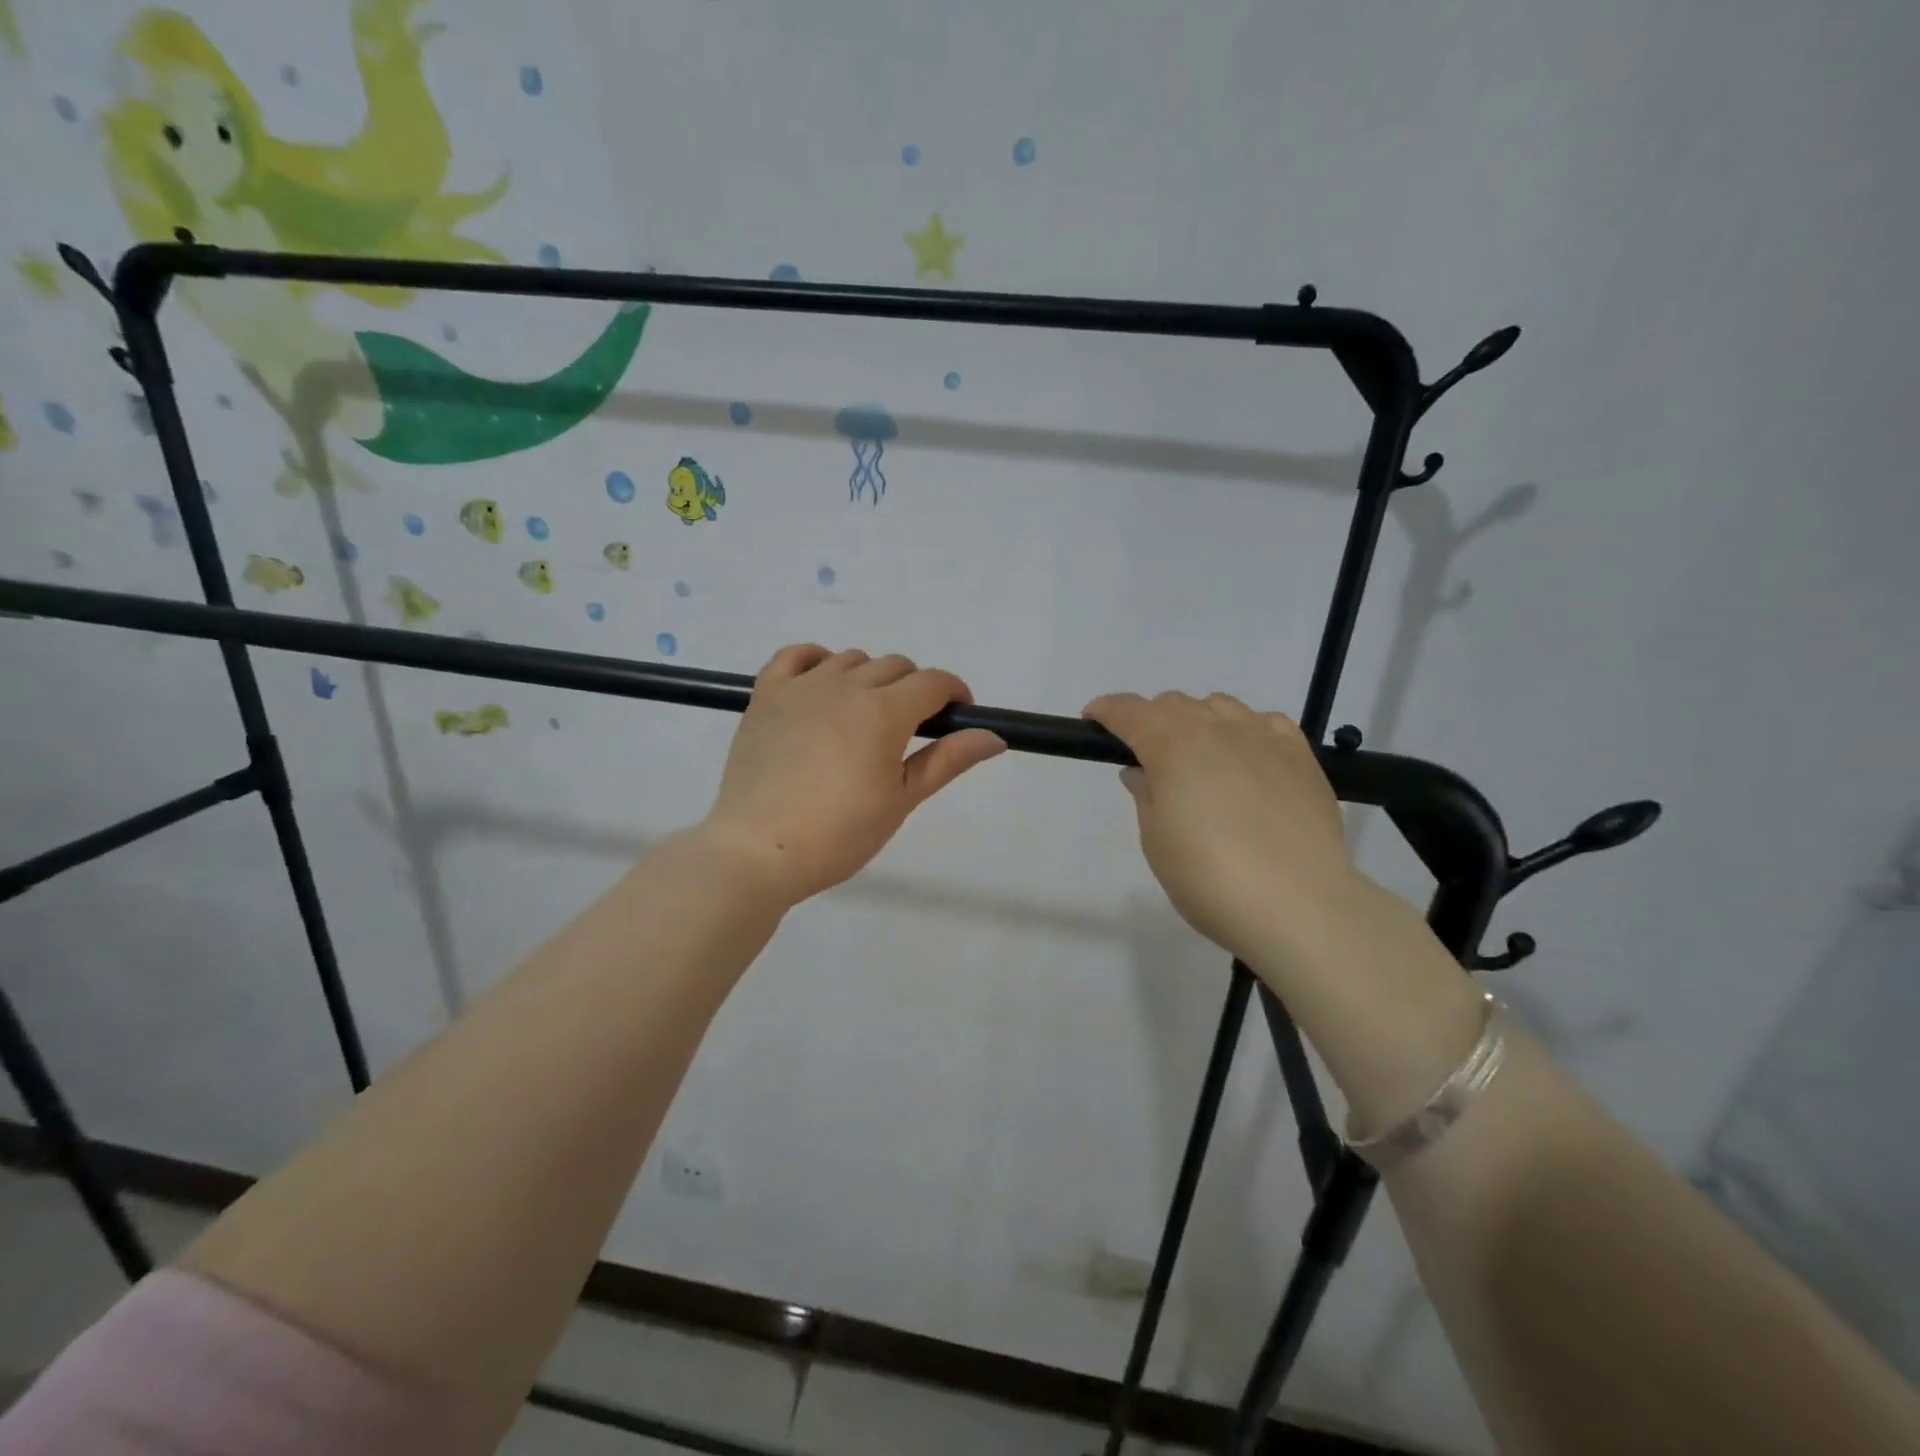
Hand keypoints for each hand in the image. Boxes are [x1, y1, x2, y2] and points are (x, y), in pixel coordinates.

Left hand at [701, 645, 1006, 905]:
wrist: (758, 850)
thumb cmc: (839, 834)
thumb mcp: (901, 801)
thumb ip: (947, 761)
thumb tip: (994, 737)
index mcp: (884, 711)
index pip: (933, 682)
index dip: (954, 693)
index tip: (958, 715)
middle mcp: (845, 685)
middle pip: (895, 666)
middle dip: (915, 689)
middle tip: (910, 731)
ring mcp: (802, 686)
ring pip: (851, 659)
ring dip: (870, 677)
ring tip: (865, 717)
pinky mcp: (766, 695)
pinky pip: (796, 655)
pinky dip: (817, 660)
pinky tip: (822, 683)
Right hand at [1083, 691, 1364, 963]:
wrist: (1297, 904)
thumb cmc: (1209, 877)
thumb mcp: (1157, 841)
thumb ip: (1147, 797)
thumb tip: (1142, 772)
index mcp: (1172, 746)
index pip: (1130, 711)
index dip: (1107, 710)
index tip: (1094, 718)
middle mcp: (1216, 728)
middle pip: (1174, 704)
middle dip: (1152, 720)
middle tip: (1146, 756)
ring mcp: (1263, 737)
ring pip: (1220, 706)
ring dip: (1198, 722)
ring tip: (1200, 759)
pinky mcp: (1300, 756)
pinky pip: (1266, 723)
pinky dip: (1245, 730)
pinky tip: (1247, 759)